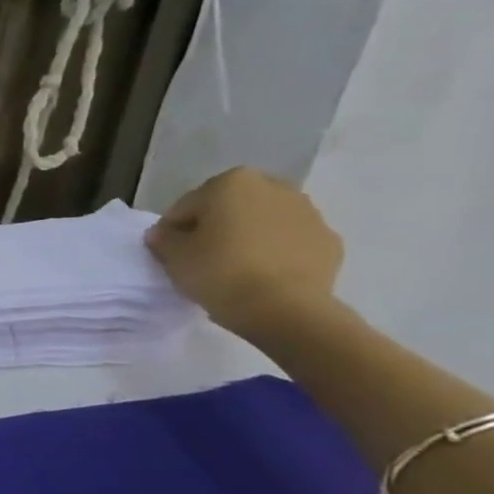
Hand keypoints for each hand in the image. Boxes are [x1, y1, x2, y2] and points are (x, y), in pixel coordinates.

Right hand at [145, 167, 343, 339]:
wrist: (287, 311)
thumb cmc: (221, 272)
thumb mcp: (173, 255)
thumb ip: (163, 238)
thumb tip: (164, 234)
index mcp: (232, 182)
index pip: (188, 206)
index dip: (174, 230)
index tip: (170, 253)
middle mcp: (274, 188)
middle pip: (229, 209)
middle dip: (216, 228)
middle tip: (202, 258)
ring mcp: (309, 214)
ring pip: (263, 224)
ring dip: (248, 238)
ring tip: (234, 270)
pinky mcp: (330, 243)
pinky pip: (290, 243)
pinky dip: (276, 254)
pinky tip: (263, 277)